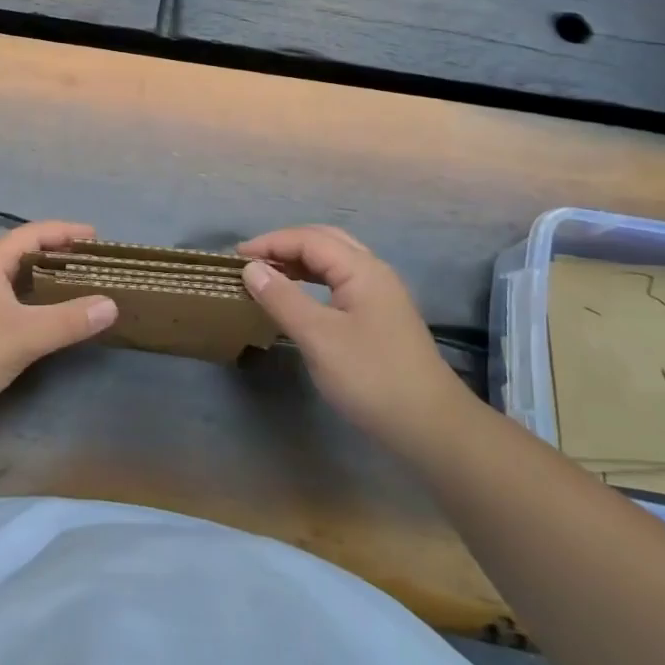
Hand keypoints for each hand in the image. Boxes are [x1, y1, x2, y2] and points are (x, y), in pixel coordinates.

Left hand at [0, 220, 118, 420]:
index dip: (65, 232)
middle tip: (90, 265)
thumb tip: (110, 304)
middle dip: (57, 255)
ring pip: (12, 279)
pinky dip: (29, 301)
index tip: (95, 237)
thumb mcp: (26, 335)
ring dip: (42, 280)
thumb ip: (69, 320)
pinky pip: (5, 300)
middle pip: (21, 253)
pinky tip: (42, 320)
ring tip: (74, 288)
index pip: (32, 234)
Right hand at [238, 225, 471, 448]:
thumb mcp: (318, 337)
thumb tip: (251, 269)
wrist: (430, 426)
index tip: (235, 257)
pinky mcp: (381, 317)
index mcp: (362, 269)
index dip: (270, 243)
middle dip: (285, 245)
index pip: (309, 239)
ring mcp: (381, 295)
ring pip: (334, 262)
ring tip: (267, 275)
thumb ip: (282, 298)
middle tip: (251, 260)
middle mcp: (374, 273)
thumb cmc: (370, 376)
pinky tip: (298, 298)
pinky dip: (313, 281)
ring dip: (299, 262)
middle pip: (325, 241)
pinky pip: (340, 282)